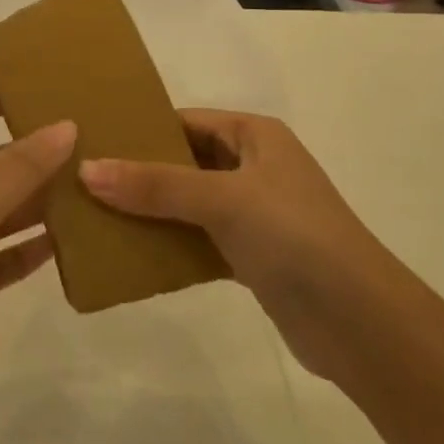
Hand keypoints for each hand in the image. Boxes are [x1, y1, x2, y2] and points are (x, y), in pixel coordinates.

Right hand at [79, 110, 385, 377]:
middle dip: (138, 171)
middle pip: (183, 161)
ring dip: (150, 210)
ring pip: (188, 202)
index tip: (91, 139)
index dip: (141, 128)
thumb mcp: (223, 200)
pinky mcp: (252, 255)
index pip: (185, 120)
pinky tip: (130, 252)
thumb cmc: (295, 237)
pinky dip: (169, 244)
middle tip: (82, 179)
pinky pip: (198, 239)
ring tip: (95, 214)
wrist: (361, 323)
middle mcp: (254, 167)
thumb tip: (86, 170)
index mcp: (255, 136)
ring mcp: (254, 213)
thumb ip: (155, 185)